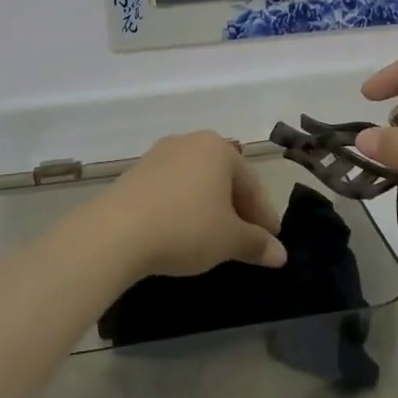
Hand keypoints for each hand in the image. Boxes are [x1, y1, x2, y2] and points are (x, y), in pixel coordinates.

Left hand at [93, 131, 284, 277]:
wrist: (116, 232)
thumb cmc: (185, 227)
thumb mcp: (228, 240)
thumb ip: (256, 244)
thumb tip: (281, 254)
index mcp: (218, 149)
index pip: (252, 184)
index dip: (264, 216)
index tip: (271, 242)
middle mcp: (189, 142)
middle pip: (224, 179)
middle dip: (237, 210)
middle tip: (246, 242)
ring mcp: (159, 155)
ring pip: (197, 184)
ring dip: (210, 209)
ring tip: (214, 239)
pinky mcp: (135, 173)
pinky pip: (172, 190)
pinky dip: (184, 209)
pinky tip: (183, 232)